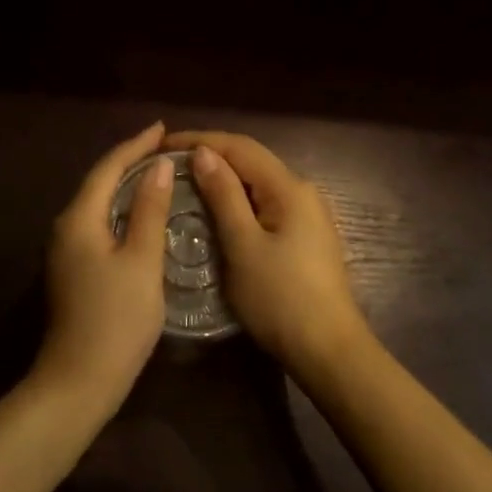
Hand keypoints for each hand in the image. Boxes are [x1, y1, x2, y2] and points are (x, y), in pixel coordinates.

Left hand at [32, 122, 172, 419]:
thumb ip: (150, 210)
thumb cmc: (116, 318)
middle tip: (164, 148)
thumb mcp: (142, 261)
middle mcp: (66, 227)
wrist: (78, 381)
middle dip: (130, 161)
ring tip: (157, 173)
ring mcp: (65, 250)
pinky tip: (141, 216)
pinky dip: (121, 211)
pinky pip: (99, 224)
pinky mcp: (72, 270)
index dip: (135, 145)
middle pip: (99, 182)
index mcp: (79, 218)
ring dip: (125, 186)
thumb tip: (159, 166)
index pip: (108, 168)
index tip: (162, 129)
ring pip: (98, 204)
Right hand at [164, 130, 371, 381]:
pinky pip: (264, 203)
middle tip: (168, 163)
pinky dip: (236, 200)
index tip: (162, 145)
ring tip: (184, 183)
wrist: (329, 352)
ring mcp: (306, 215)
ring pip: (257, 183)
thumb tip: (203, 152)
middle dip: (210, 155)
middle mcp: (302, 191)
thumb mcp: (243, 245)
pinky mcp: (304, 236)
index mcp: (289, 187)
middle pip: (250, 160)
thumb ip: (223, 195)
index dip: (200, 139)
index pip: (240, 146)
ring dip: (222, 178)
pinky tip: (215, 211)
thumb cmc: (280, 298)